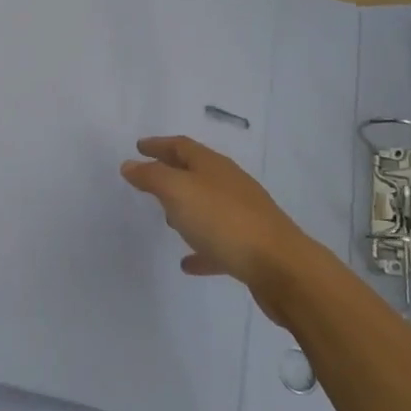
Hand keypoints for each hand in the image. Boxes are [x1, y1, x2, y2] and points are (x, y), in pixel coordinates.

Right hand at [120, 136, 318, 316]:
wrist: (280, 265)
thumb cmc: (224, 220)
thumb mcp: (179, 192)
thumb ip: (152, 177)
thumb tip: (130, 164)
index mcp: (213, 165)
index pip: (181, 146)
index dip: (158, 145)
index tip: (138, 147)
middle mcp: (229, 184)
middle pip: (196, 172)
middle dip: (172, 173)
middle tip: (149, 179)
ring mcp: (242, 214)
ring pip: (208, 205)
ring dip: (187, 209)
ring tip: (166, 220)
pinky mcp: (249, 246)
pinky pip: (218, 243)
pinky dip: (201, 247)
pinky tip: (188, 262)